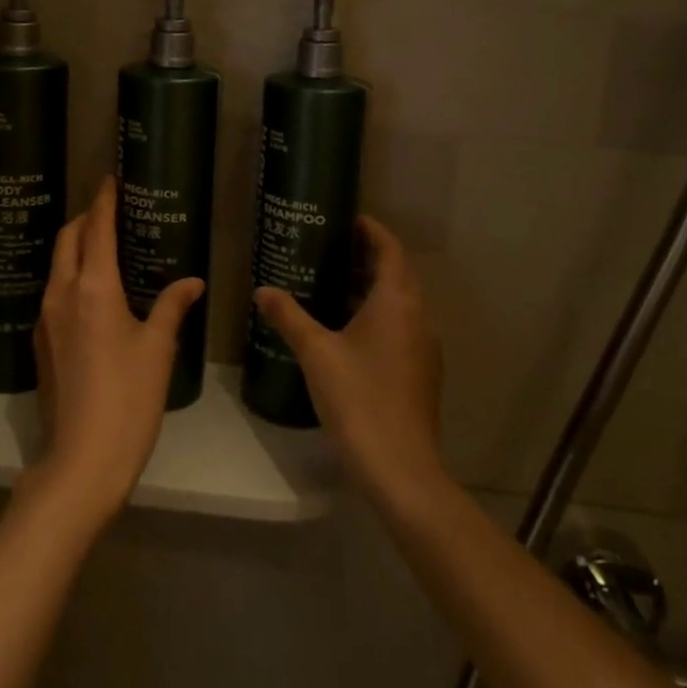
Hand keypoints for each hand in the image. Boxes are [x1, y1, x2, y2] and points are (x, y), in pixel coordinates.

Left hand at [26, 177, 205, 525]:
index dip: (103, 200)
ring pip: (58, 265)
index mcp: (93, 287)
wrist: (82, 458)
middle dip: (86, 218)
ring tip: (103, 246)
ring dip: (76, 245)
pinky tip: (92, 291)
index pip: (97, 228)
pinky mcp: (41, 341)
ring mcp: (45, 318)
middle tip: (110, 210)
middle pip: (68, 238)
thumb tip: (191, 281)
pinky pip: (54, 291)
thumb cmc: (129, 398)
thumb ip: (171, 307)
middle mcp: (62, 293)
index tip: (109, 178)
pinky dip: (71, 274)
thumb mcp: (158, 349)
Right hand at [254, 216, 446, 504]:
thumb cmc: (358, 397)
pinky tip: (346, 330)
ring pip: (399, 303)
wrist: (400, 468)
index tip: (347, 219)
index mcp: (397, 301)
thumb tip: (262, 290)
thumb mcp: (316, 352)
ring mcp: (424, 347)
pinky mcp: (421, 372)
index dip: (372, 230)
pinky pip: (400, 327)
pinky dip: (377, 315)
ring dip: (371, 288)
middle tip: (330, 249)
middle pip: (397, 273)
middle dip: (367, 258)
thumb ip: (289, 316)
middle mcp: (418, 317)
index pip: (390, 249)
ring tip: (332, 284)